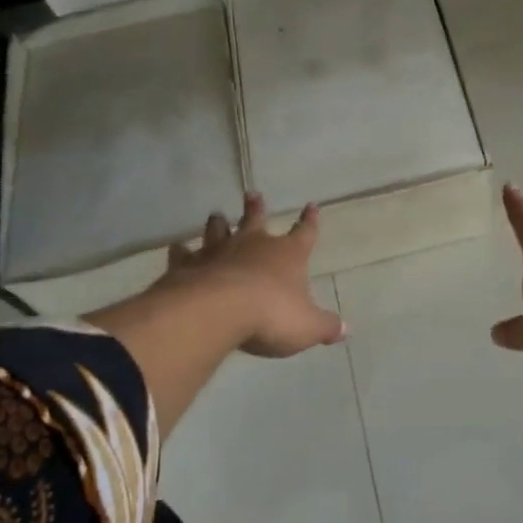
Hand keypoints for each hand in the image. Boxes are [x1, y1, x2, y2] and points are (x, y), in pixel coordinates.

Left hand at [162, 192, 345, 356]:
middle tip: (252, 193)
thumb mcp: (307, 326)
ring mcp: (219, 252)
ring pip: (219, 230)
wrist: (218, 311)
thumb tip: (344, 330)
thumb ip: (325, 326)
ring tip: (217, 215)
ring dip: (219, 223)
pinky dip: (181, 250)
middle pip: (256, 220)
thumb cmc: (271, 315)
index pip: (304, 233)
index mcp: (287, 255)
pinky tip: (177, 248)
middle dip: (256, 207)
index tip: (312, 206)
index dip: (309, 221)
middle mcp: (254, 246)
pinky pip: (184, 254)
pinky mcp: (189, 265)